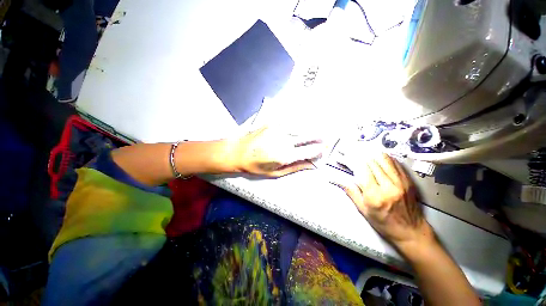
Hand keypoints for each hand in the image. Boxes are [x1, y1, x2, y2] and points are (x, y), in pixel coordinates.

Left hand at [230, 126, 323, 176]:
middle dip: (319, 136)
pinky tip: (302, 125)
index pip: (308, 151)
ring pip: (300, 127)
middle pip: (307, 135)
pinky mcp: (272, 123)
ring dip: (310, 129)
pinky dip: (298, 124)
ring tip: (317, 131)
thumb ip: (295, 167)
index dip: (318, 150)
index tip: (323, 150)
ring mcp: (278, 129)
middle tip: (326, 137)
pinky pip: (290, 122)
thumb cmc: (255, 166)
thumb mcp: (275, 172)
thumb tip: (311, 165)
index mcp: (284, 155)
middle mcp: (284, 140)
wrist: (237, 151)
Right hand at [335, 153, 434, 250]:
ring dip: (370, 153)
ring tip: (361, 150)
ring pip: (383, 159)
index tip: (342, 156)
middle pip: (371, 162)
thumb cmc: (383, 223)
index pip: (361, 169)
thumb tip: (336, 179)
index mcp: (375, 195)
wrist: (411, 232)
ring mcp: (400, 181)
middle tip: (349, 150)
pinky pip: (394, 163)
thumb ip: (351, 191)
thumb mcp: (363, 210)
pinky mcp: (408, 180)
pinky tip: (376, 156)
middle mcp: (388, 186)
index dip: (350, 160)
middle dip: (357, 154)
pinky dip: (383, 157)